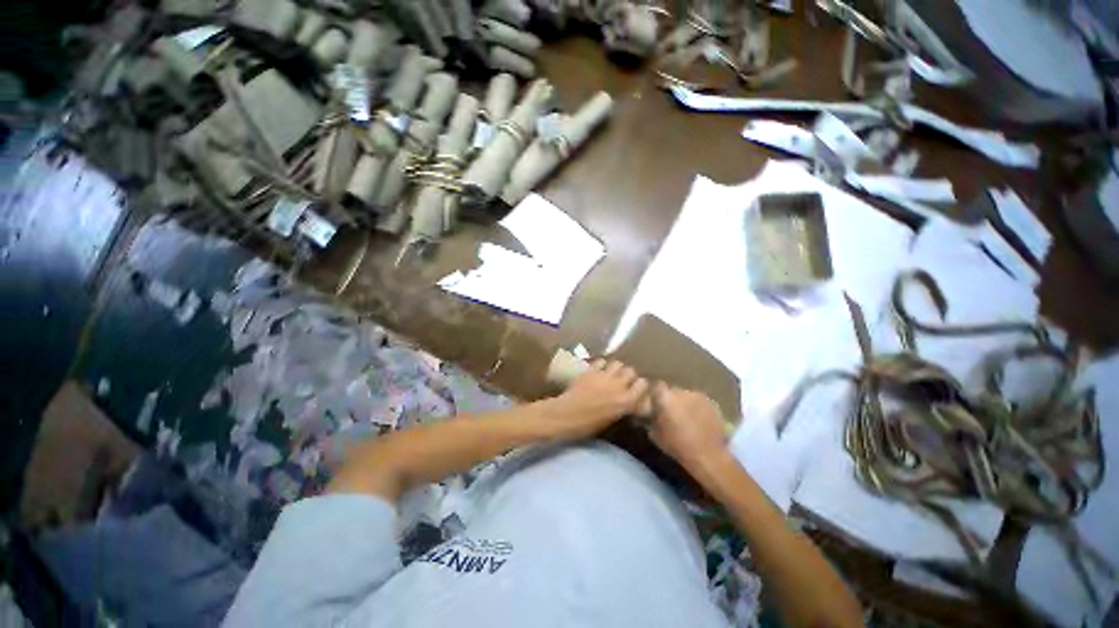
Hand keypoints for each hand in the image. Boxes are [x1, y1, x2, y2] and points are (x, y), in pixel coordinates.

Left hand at [543, 360, 648, 440]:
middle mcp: (619, 385)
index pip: (643, 384)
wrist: (567, 415)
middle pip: (631, 371)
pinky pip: (602, 361)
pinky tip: (598, 371)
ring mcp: (604, 375)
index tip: (635, 390)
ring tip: (611, 374)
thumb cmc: (589, 425)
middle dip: (628, 376)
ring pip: (618, 363)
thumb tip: (629, 401)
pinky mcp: (591, 370)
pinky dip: (602, 365)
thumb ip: (623, 407)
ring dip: (616, 369)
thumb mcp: (612, 419)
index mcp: (627, 401)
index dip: (639, 386)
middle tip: (622, 382)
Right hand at [649, 383, 727, 468]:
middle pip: (673, 390)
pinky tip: (699, 421)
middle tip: (672, 412)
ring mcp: (698, 396)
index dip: (657, 394)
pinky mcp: (712, 403)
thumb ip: (651, 419)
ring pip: (688, 396)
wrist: (708, 455)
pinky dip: (698, 409)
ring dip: (685, 403)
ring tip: (687, 417)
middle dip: (672, 399)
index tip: (656, 402)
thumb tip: (650, 414)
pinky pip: (700, 402)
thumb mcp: (655, 435)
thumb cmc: (677, 446)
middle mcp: (682, 391)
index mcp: (666, 397)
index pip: (657, 387)